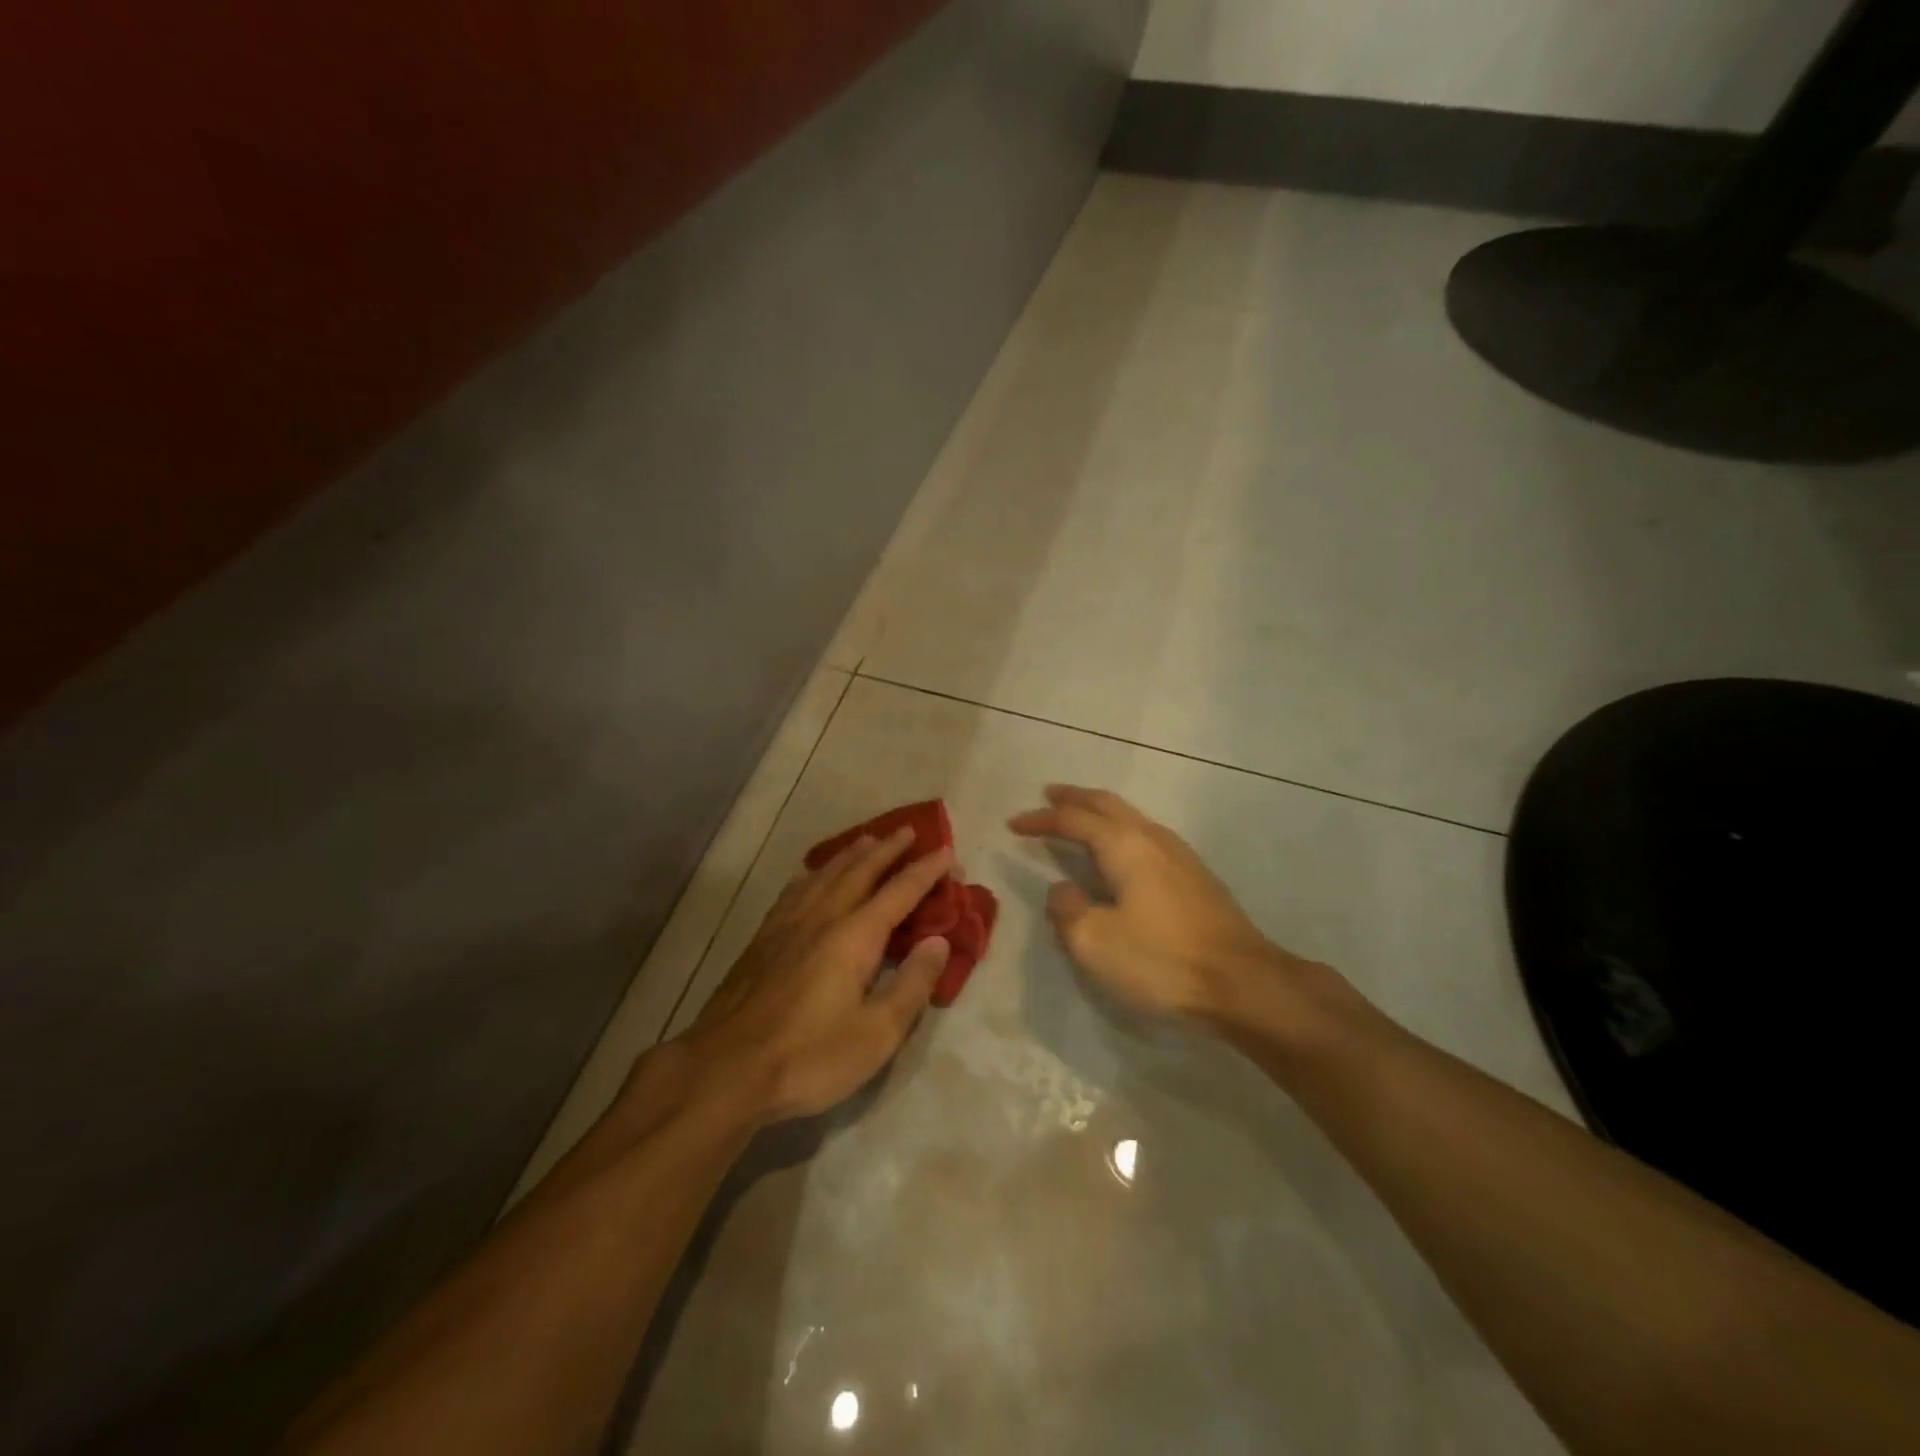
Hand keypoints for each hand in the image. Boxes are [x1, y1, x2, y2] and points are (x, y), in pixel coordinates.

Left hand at [677, 827, 955, 1124]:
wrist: (726, 1069)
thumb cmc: (810, 1056)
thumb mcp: (877, 1033)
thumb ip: (912, 984)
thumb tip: (938, 941)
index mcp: (855, 936)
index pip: (900, 892)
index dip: (926, 870)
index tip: (947, 852)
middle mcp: (822, 917)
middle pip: (860, 871)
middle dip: (888, 849)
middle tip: (909, 831)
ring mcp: (787, 925)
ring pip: (825, 874)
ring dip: (851, 854)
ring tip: (867, 839)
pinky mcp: (762, 939)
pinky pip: (795, 890)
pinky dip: (812, 874)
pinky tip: (810, 875)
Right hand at [1009, 785, 1317, 1027]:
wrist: (1243, 983)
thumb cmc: (1162, 960)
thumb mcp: (1095, 942)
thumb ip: (1067, 910)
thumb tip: (1062, 890)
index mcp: (1124, 845)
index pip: (1073, 820)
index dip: (1040, 819)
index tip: (1014, 824)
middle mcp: (1152, 838)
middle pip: (1107, 804)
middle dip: (1074, 798)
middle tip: (1049, 795)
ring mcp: (1180, 855)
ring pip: (1131, 817)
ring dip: (1100, 812)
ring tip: (1080, 817)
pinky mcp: (1195, 876)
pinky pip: (1146, 836)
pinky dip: (1120, 831)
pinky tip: (1120, 851)